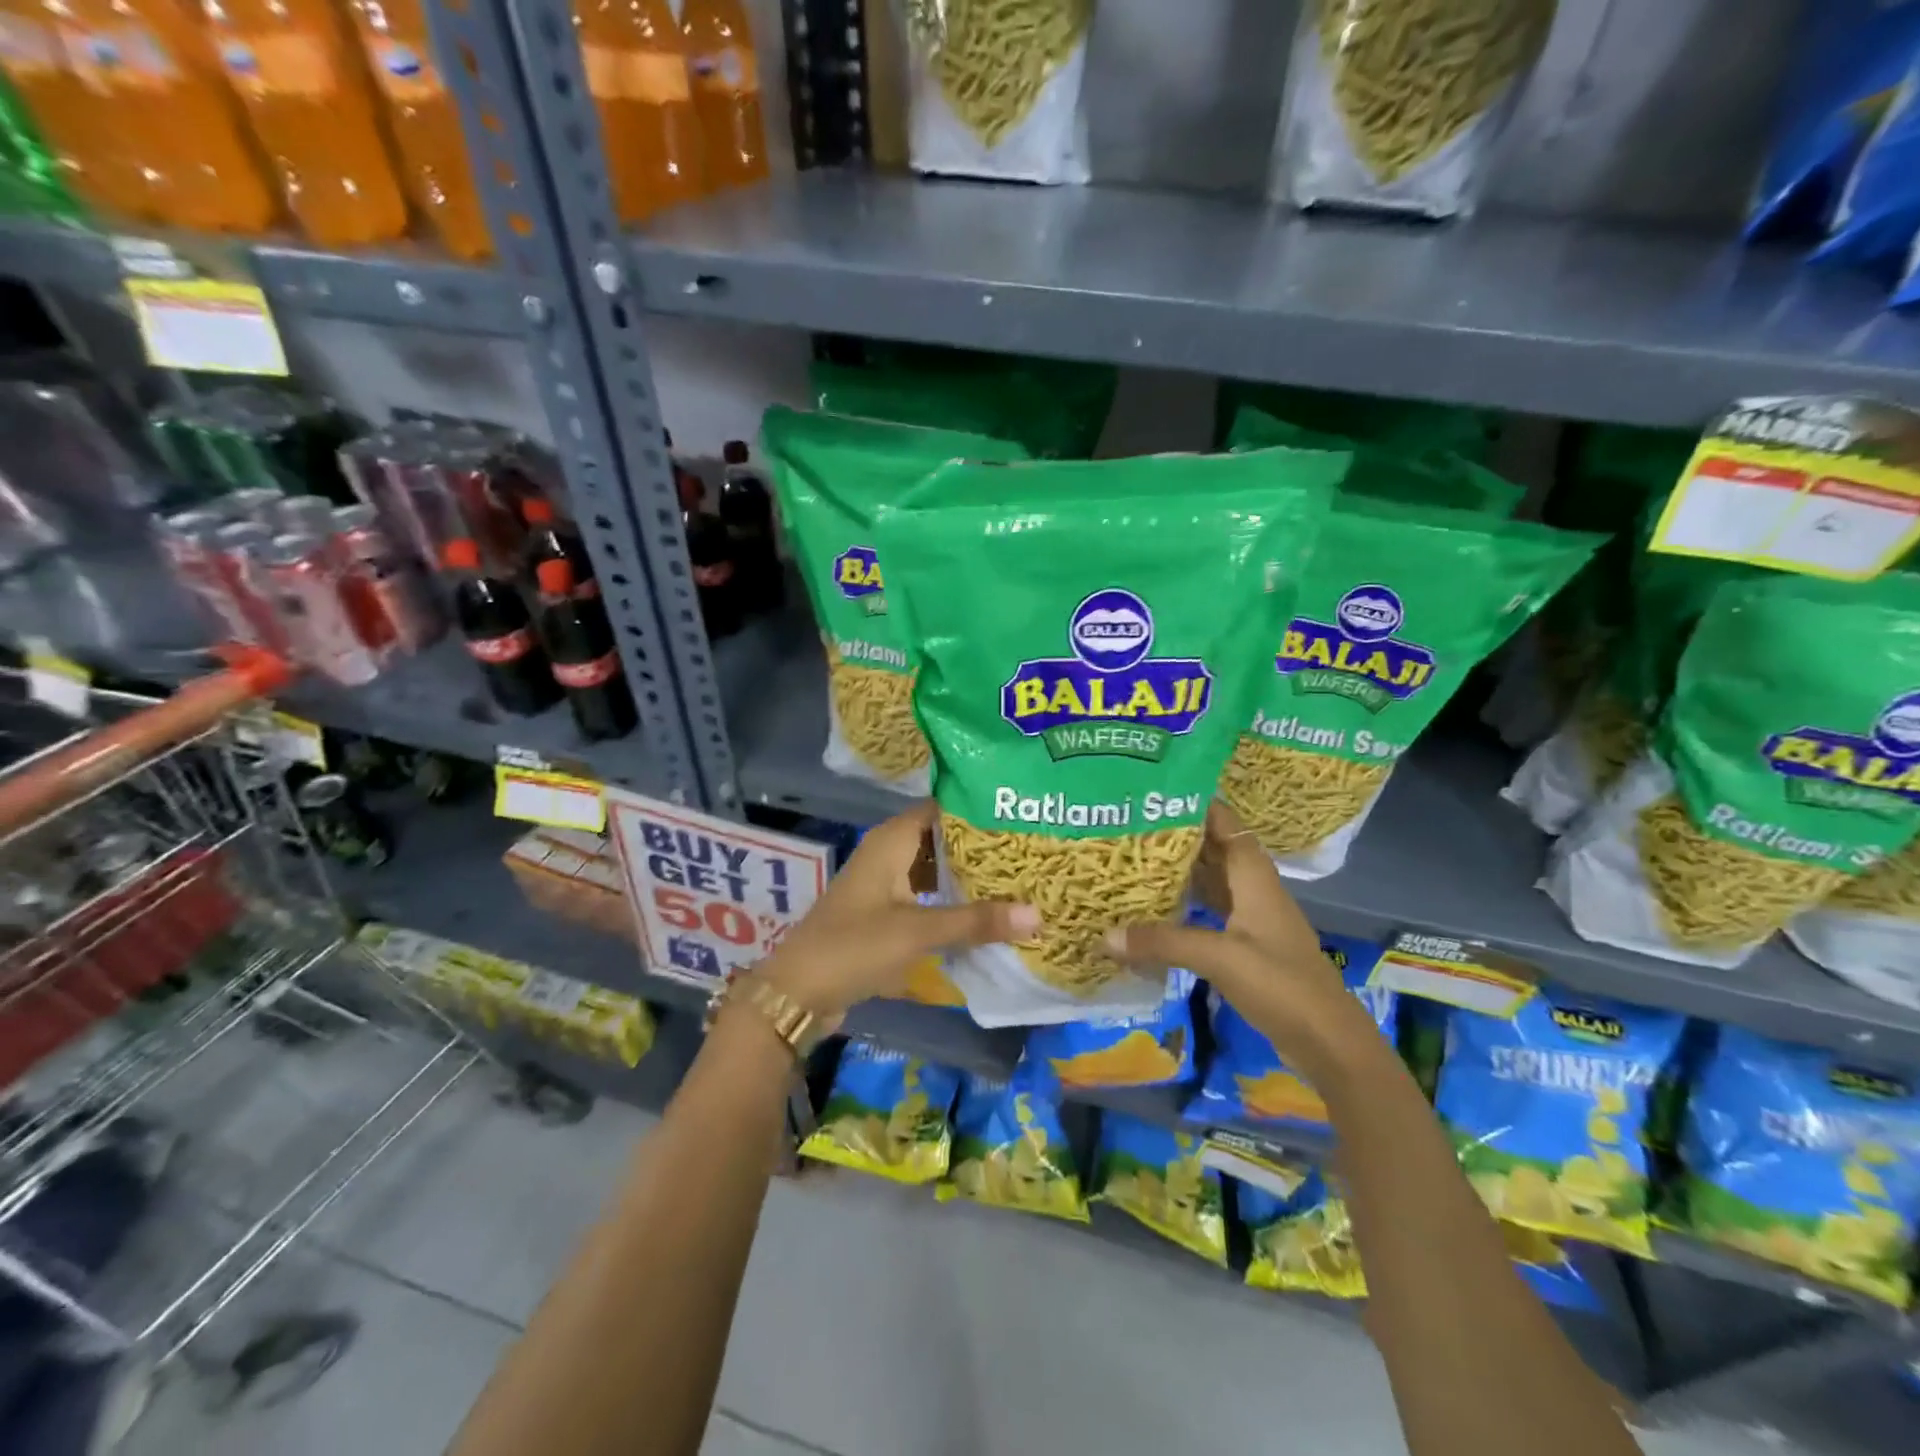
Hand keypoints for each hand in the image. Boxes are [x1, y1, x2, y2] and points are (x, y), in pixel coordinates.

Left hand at [754, 801, 1036, 1022]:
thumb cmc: (854, 946)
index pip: (943, 809)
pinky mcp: (883, 911)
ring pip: (934, 869)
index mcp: (892, 840)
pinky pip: (925, 895)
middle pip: (942, 839)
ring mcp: (884, 883)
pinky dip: (950, 900)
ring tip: (1018, 880)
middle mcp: (888, 852)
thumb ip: (976, 921)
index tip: (1021, 817)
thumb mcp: (918, 931)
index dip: (980, 811)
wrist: (798, 992)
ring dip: (967, 876)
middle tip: (1031, 851)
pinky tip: (983, 913)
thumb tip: (1038, 913)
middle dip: (981, 848)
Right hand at [1104, 801, 1377, 1083]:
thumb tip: (1105, 934)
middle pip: (1215, 850)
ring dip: (1181, 871)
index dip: (1196, 803)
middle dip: (1177, 836)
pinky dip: (1185, 905)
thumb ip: (1163, 942)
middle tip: (1130, 825)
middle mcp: (1253, 890)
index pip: (1225, 823)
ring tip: (1135, 859)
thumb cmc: (1281, 985)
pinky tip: (1157, 910)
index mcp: (1254, 877)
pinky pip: (1210, 912)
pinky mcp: (1248, 947)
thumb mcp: (1219, 958)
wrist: (1329, 1042)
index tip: (1155, 791)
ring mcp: (1252, 919)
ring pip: (1212, 882)